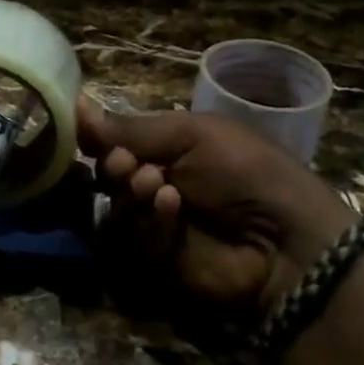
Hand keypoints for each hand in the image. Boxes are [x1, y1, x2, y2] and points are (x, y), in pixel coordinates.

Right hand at [79, 100, 358, 324]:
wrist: (287, 239)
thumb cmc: (245, 169)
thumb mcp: (192, 135)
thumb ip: (132, 128)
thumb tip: (76, 102)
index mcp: (169, 148)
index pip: (116, 140)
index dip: (98, 136)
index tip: (84, 130)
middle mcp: (156, 183)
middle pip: (107, 175)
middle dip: (112, 165)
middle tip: (127, 164)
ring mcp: (156, 225)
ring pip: (113, 209)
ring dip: (128, 193)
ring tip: (153, 184)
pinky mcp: (157, 261)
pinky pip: (133, 240)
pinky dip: (149, 221)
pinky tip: (170, 208)